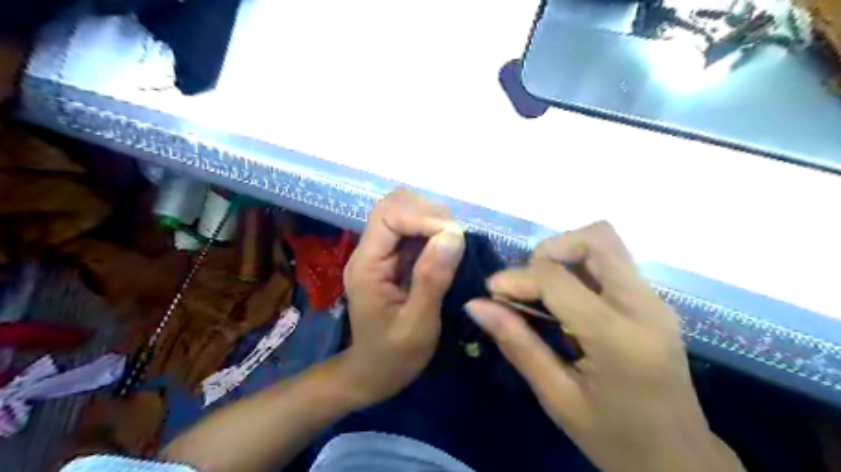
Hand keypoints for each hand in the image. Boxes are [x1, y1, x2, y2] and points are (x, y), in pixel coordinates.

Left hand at [338, 190, 463, 407]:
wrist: (373, 374)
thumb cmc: (393, 357)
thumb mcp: (417, 325)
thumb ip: (432, 279)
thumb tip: (453, 234)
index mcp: (366, 266)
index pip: (388, 217)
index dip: (422, 217)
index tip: (455, 234)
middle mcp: (368, 252)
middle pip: (392, 207)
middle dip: (427, 213)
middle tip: (457, 237)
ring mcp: (379, 254)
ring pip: (402, 214)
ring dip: (431, 219)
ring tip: (455, 241)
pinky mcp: (391, 260)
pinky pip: (410, 232)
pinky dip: (431, 231)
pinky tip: (446, 247)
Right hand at [463, 224, 743, 470]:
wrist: (680, 460)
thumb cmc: (614, 437)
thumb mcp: (557, 397)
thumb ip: (517, 344)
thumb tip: (475, 304)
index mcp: (618, 336)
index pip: (557, 278)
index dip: (517, 277)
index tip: (492, 293)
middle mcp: (644, 305)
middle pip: (595, 238)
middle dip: (549, 251)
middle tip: (526, 284)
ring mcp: (655, 300)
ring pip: (605, 243)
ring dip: (565, 255)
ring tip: (542, 291)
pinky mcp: (654, 302)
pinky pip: (611, 263)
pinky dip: (580, 267)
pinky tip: (565, 300)